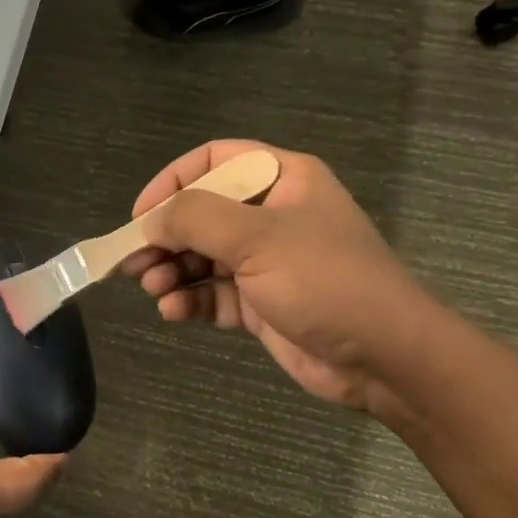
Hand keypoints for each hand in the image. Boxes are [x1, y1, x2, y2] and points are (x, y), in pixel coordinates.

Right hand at [120, 141, 426, 412]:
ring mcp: (265, 262)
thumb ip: (196, 219)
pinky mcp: (260, 304)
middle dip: (165, 237)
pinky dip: (189, 301)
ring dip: (172, 271)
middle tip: (134, 262)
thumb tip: (151, 222)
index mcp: (282, 180)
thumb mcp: (258, 238)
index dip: (172, 181)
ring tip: (153, 288)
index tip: (141, 214)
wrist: (384, 357)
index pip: (214, 160)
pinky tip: (173, 311)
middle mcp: (271, 215)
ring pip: (202, 257)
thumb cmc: (325, 281)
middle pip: (201, 213)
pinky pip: (212, 294)